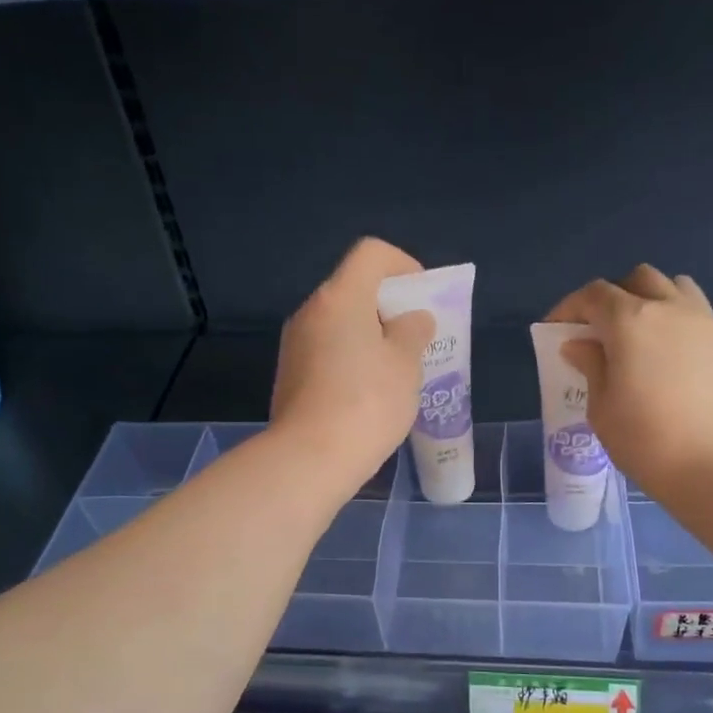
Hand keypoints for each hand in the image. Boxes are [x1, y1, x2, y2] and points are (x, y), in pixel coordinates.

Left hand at [272, 238, 434, 494]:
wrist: (310, 458)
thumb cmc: (368, 402)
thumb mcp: (406, 363)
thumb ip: (413, 331)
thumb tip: (411, 320)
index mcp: (340, 297)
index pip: (371, 254)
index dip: (404, 265)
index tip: (423, 298)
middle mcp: (311, 311)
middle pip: (354, 288)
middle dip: (389, 307)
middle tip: (415, 339)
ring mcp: (295, 344)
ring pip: (340, 323)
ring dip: (370, 336)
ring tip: (396, 371)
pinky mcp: (290, 375)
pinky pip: (327, 351)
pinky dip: (351, 359)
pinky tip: (369, 394)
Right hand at [547, 266, 712, 499]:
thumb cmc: (648, 442)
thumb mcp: (602, 409)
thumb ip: (591, 367)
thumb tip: (581, 344)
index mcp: (631, 321)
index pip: (593, 295)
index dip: (570, 307)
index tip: (556, 330)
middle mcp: (671, 309)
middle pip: (638, 280)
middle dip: (614, 298)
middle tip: (600, 332)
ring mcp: (708, 323)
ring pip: (676, 288)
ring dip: (653, 301)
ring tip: (643, 337)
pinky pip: (700, 317)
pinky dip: (680, 325)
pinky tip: (675, 361)